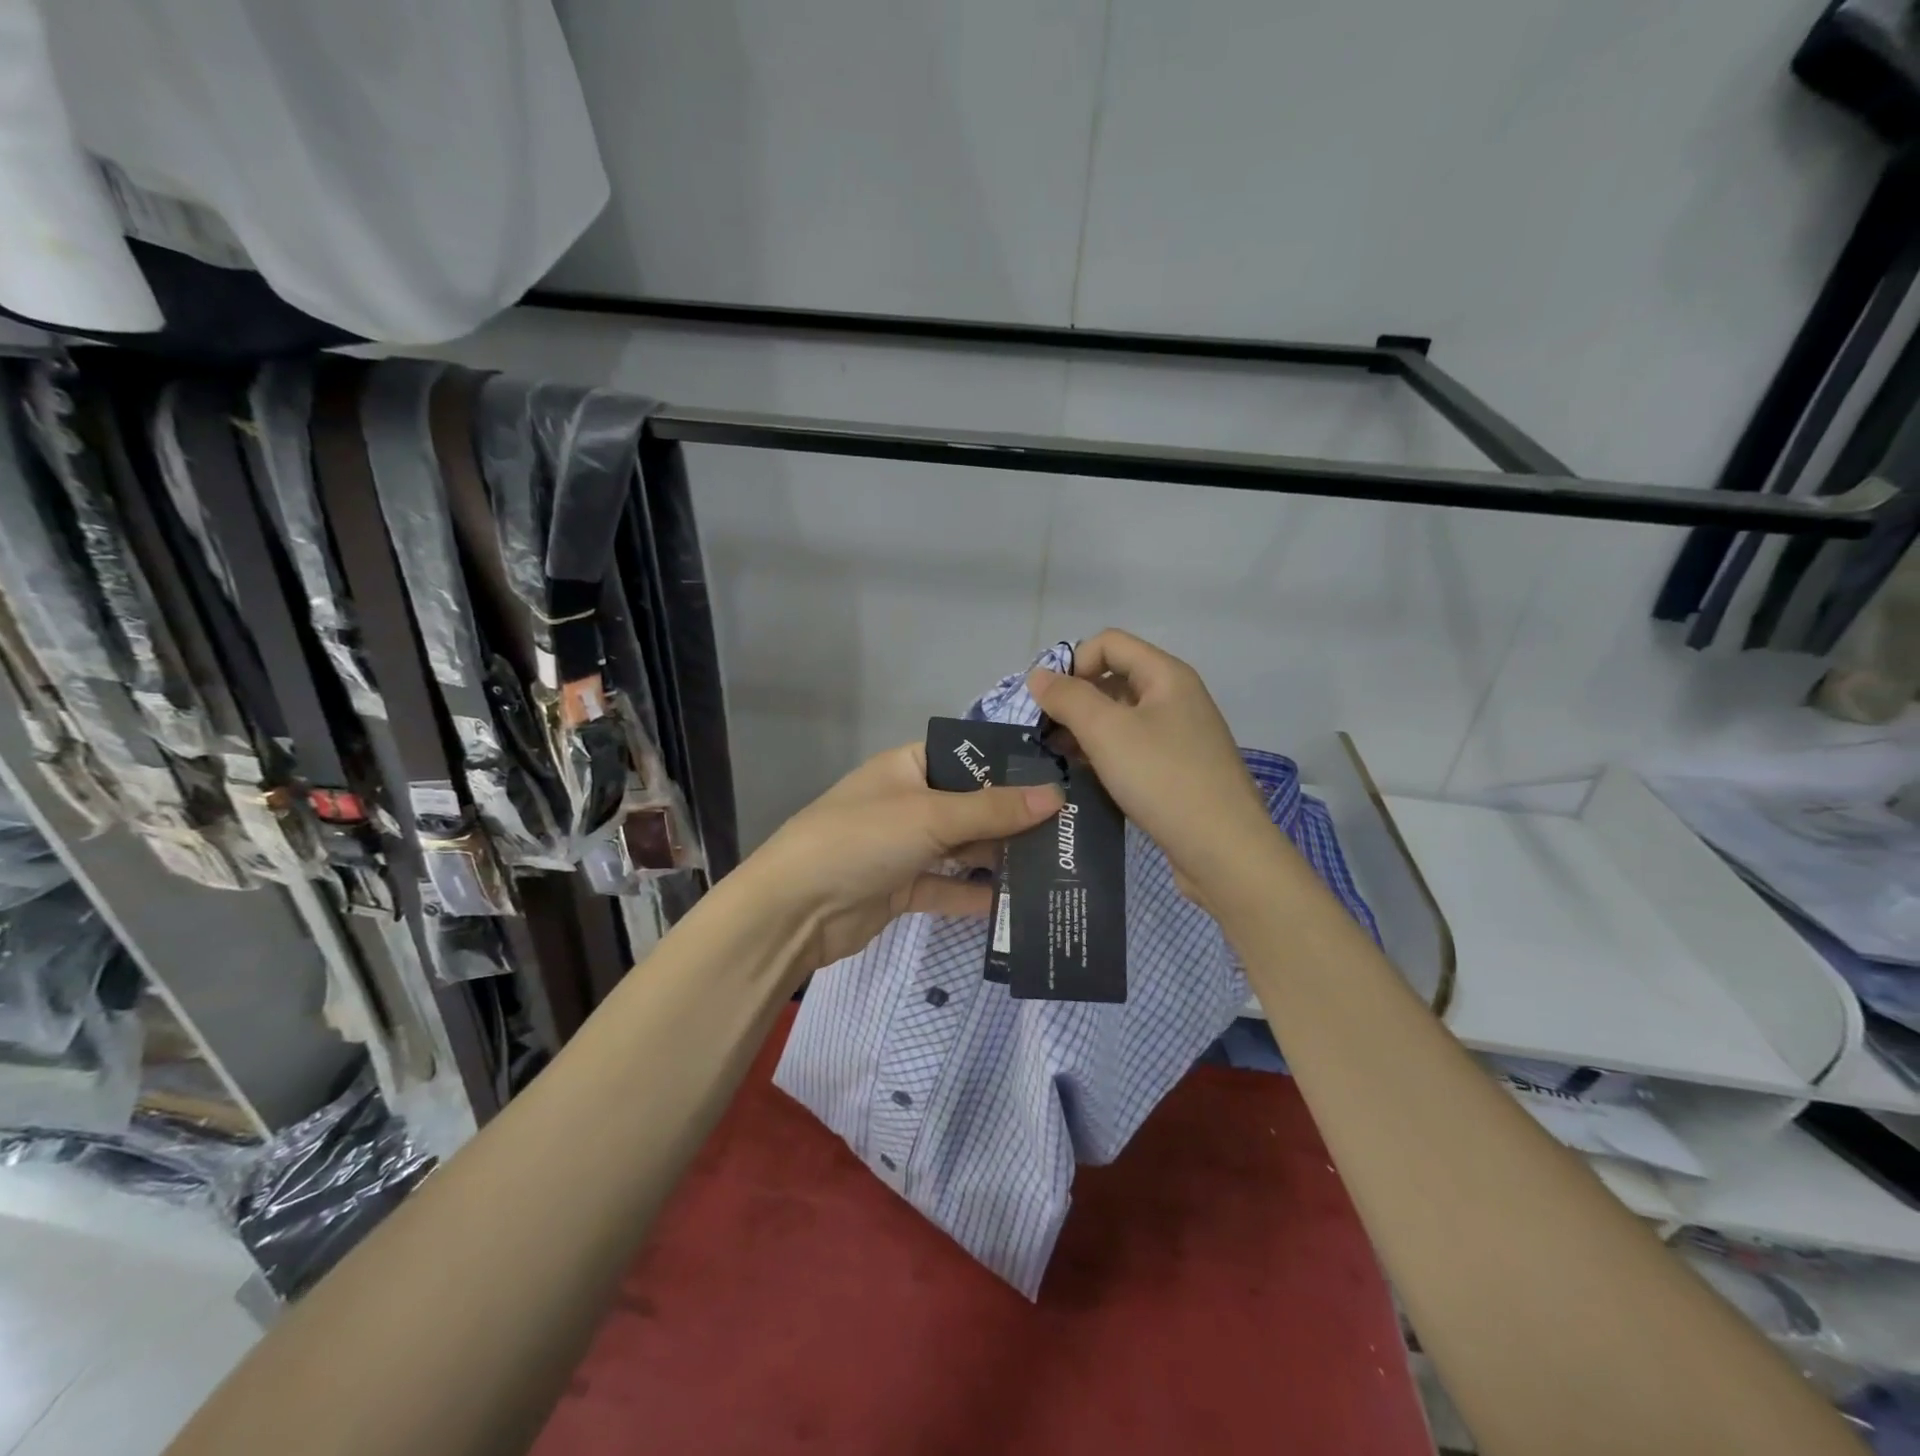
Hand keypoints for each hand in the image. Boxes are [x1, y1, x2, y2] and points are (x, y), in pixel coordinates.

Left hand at [748, 743, 1063, 974]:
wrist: (794, 910)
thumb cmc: (862, 839)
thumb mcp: (931, 816)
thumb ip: (993, 809)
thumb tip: (1056, 795)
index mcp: (909, 767)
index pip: (968, 759)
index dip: (1010, 770)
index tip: (1062, 783)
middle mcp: (909, 802)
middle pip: (971, 807)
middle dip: (1014, 820)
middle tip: (1072, 832)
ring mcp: (905, 848)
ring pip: (962, 850)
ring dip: (1000, 860)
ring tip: (1057, 867)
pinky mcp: (903, 889)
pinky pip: (948, 888)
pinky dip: (975, 895)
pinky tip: (1018, 905)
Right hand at [1027, 629, 1279, 902]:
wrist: (1224, 851)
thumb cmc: (1164, 779)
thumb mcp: (1107, 731)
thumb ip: (1068, 698)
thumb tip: (1037, 676)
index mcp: (1166, 676)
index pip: (1109, 643)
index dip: (1073, 663)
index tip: (1047, 702)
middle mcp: (1175, 698)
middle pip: (1114, 679)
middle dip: (1074, 700)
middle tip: (1044, 734)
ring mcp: (1179, 736)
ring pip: (1120, 718)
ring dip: (1085, 731)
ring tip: (1057, 758)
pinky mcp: (1176, 771)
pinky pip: (1131, 749)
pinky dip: (1104, 755)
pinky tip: (1083, 777)